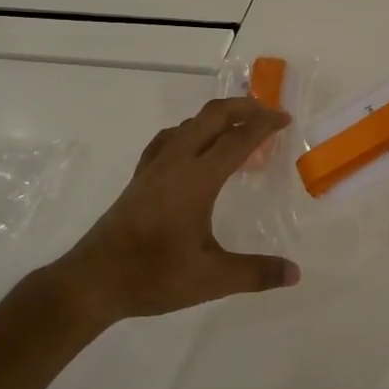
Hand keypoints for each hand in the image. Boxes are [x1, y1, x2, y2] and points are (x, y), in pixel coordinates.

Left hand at [53, 97, 300, 323]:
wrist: (93, 280)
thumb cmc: (153, 275)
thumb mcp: (210, 279)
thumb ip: (255, 273)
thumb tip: (295, 273)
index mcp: (197, 179)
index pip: (238, 139)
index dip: (264, 125)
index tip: (285, 119)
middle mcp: (175, 163)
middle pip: (211, 117)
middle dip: (242, 108)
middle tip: (268, 115)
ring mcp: (153, 168)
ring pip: (189, 125)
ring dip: (217, 119)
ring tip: (237, 132)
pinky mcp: (139, 178)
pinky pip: (168, 140)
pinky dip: (190, 132)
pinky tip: (192, 149)